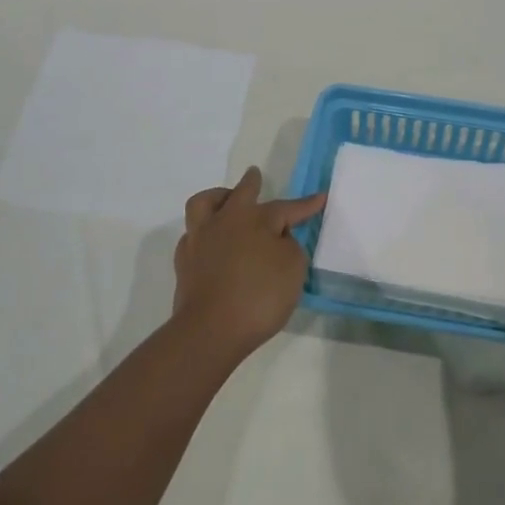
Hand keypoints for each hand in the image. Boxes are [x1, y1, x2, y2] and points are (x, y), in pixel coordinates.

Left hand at [172, 167, 325, 363]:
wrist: (211, 329)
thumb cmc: (259, 295)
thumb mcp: (293, 268)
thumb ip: (289, 247)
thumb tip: (276, 239)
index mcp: (255, 219)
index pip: (286, 208)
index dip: (306, 205)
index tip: (321, 197)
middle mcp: (225, 221)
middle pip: (240, 193)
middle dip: (251, 183)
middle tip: (255, 175)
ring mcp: (199, 239)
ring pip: (204, 204)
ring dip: (217, 198)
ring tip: (225, 201)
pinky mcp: (184, 262)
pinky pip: (192, 235)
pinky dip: (204, 232)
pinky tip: (211, 242)